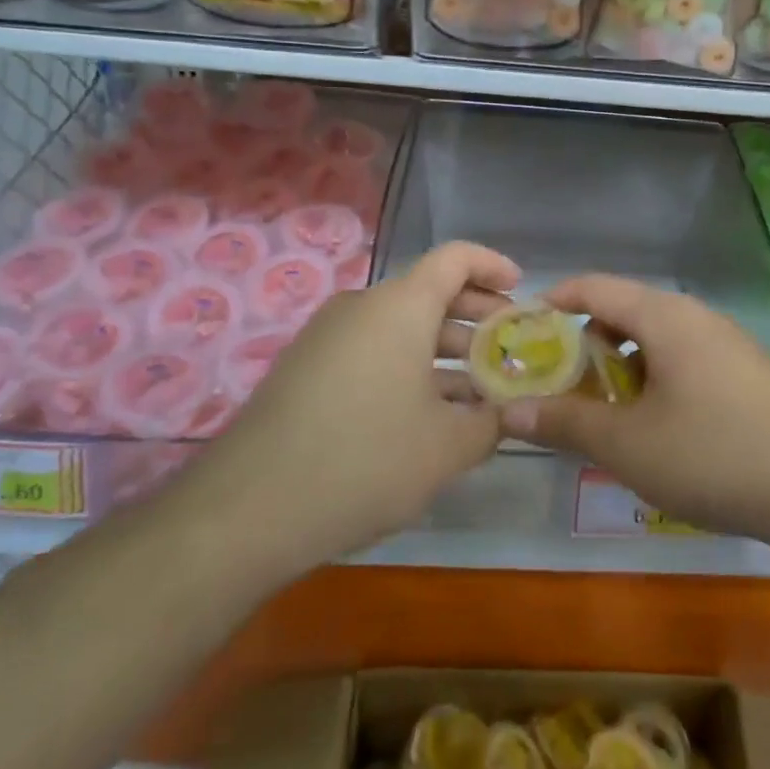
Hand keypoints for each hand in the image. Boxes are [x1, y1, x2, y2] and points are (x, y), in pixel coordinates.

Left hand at [189, 242, 518, 574]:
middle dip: (476, 317)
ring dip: (444, 351)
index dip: (494, 266)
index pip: (456, 258)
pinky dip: (407, 368)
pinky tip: (426, 415)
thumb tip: (505, 414)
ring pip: (400, 328)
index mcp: (400, 306)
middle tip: (508, 349)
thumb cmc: (365, 460)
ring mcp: (328, 338)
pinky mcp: (306, 370)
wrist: (247, 510)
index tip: (522, 291)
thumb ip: (490, 422)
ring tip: (477, 391)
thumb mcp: (447, 447)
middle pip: (430, 293)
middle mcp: (362, 307)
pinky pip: (371, 352)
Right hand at [499, 275, 769, 543]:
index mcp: (664, 316)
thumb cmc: (711, 454)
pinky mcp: (746, 370)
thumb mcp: (626, 443)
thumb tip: (511, 411)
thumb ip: (565, 422)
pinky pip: (684, 358)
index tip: (525, 329)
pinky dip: (655, 378)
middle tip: (563, 384)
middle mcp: (696, 316)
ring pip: (656, 338)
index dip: (555, 302)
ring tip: (608, 411)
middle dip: (586, 344)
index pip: (595, 287)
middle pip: (625, 311)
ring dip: (622, 366)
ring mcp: (726, 341)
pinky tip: (658, 426)